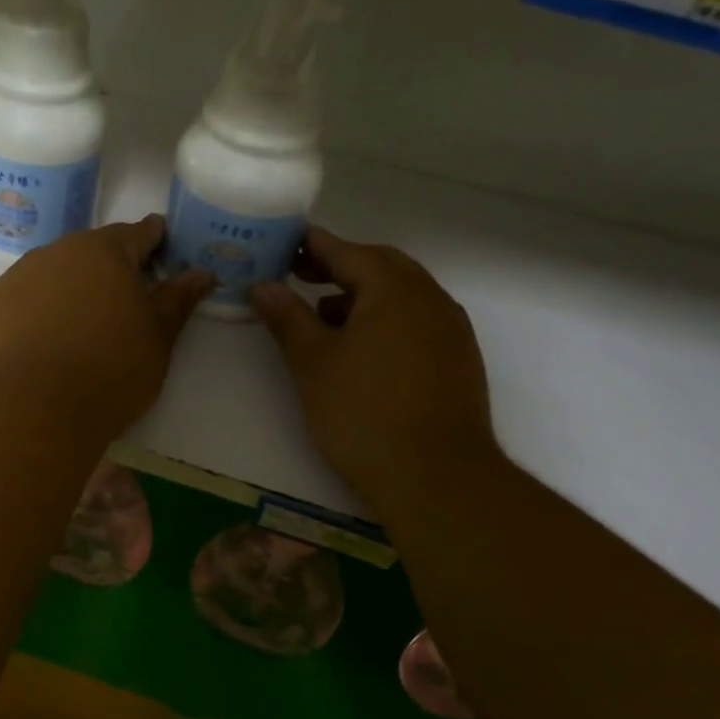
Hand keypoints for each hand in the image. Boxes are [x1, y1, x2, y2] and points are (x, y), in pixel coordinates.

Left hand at [0, 216, 212, 441]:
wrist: (32, 410)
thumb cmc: (110, 371)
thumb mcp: (158, 339)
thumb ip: (177, 300)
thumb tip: (200, 272)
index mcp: (104, 252)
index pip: (137, 233)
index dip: (153, 240)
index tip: (160, 250)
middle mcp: (55, 252)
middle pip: (88, 252)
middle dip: (106, 270)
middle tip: (118, 304)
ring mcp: (12, 279)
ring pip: (47, 277)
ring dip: (63, 293)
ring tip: (73, 333)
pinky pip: (14, 306)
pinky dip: (27, 319)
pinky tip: (34, 351)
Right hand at [251, 227, 498, 510]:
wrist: (437, 478)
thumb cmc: (364, 413)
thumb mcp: (313, 363)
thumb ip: (287, 318)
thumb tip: (262, 285)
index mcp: (395, 289)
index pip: (346, 251)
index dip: (312, 244)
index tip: (284, 240)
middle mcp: (430, 299)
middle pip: (380, 266)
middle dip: (339, 266)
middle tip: (300, 274)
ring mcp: (450, 330)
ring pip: (401, 295)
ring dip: (362, 294)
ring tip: (323, 315)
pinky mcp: (457, 360)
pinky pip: (416, 321)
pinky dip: (384, 320)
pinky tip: (360, 350)